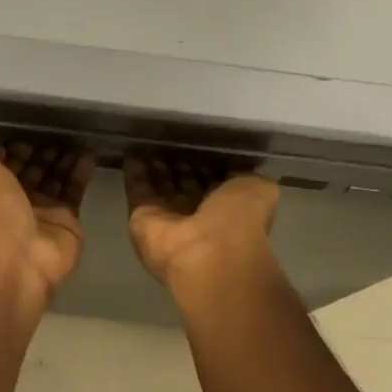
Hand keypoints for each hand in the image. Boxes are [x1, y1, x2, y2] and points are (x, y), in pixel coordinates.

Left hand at [0, 144, 92, 315]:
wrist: (17, 254)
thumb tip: (6, 149)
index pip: (7, 162)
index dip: (19, 146)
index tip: (34, 130)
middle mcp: (15, 200)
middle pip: (33, 169)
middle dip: (45, 151)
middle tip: (60, 131)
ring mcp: (42, 212)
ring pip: (56, 178)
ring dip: (64, 159)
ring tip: (76, 139)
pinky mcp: (67, 221)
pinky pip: (75, 191)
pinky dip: (81, 173)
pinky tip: (88, 155)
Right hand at [124, 153, 279, 289]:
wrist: (208, 254)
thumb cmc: (239, 219)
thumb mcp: (259, 187)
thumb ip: (246, 174)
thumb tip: (233, 163)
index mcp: (228, 206)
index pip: (215, 179)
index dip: (207, 161)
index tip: (199, 141)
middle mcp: (198, 212)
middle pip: (185, 181)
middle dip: (179, 162)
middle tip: (170, 137)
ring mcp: (168, 216)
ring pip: (161, 184)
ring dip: (155, 164)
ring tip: (150, 138)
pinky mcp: (141, 216)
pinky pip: (137, 187)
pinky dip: (134, 169)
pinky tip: (132, 148)